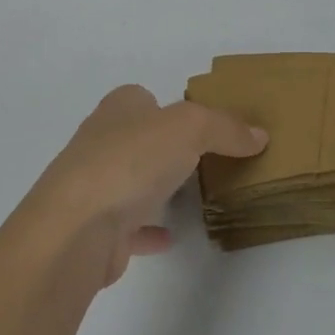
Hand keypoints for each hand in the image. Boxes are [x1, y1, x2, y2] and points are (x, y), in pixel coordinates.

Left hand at [26, 84, 267, 288]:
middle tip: (202, 157)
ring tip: (190, 195)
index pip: (142, 97)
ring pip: (130, 181)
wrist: (75, 230)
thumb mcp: (191, 128)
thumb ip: (226, 128)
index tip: (200, 123)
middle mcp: (100, 142)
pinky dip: (147, 230)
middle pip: (137, 138)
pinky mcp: (93, 230)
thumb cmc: (131, 161)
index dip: (168, 105)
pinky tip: (169, 237)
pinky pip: (127, 226)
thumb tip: (258, 135)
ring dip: (153, 186)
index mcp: (118, 109)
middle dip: (163, 146)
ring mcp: (92, 187)